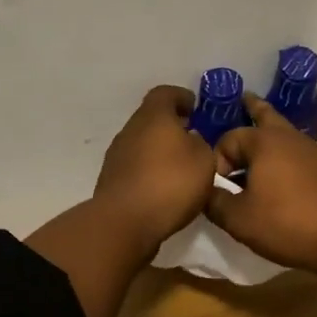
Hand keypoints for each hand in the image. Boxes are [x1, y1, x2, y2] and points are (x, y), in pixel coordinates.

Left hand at [91, 85, 217, 247]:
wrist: (124, 222)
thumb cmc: (170, 182)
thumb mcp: (204, 160)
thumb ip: (201, 144)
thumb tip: (191, 140)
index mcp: (154, 115)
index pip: (166, 93)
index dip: (182, 97)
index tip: (196, 108)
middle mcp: (131, 129)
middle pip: (152, 118)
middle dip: (172, 126)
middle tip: (194, 139)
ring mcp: (117, 155)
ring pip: (143, 143)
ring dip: (160, 151)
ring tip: (182, 168)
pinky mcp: (112, 180)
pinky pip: (136, 167)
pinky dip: (150, 171)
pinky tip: (165, 189)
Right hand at [207, 94, 316, 271]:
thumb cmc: (285, 222)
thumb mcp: (239, 219)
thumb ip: (214, 201)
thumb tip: (204, 190)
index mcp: (263, 141)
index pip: (228, 139)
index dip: (217, 160)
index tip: (217, 185)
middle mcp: (287, 136)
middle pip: (265, 113)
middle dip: (251, 108)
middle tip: (242, 99)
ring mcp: (310, 149)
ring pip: (282, 131)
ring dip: (267, 132)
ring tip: (256, 138)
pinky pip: (295, 150)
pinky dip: (283, 151)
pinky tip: (278, 167)